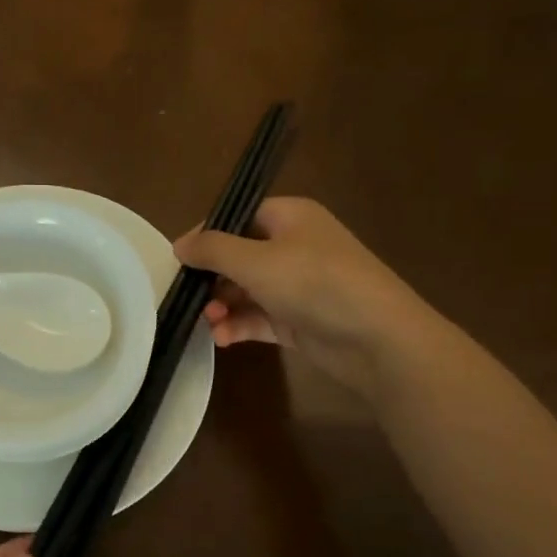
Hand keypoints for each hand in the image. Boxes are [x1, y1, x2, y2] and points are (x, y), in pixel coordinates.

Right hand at [174, 197, 425, 403]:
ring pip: (247, 290)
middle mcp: (294, 247)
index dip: (207, 235)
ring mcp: (299, 285)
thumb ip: (212, 249)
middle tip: (191, 298)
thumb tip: (179, 244)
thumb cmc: (314, 283)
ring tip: (210, 323)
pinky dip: (240, 325)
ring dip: (223, 305)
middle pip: (240, 256)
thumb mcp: (255, 260)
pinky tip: (223, 339)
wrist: (377, 338)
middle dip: (212, 278)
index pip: (238, 217)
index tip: (180, 260)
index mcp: (290, 217)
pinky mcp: (300, 320)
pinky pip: (260, 317)